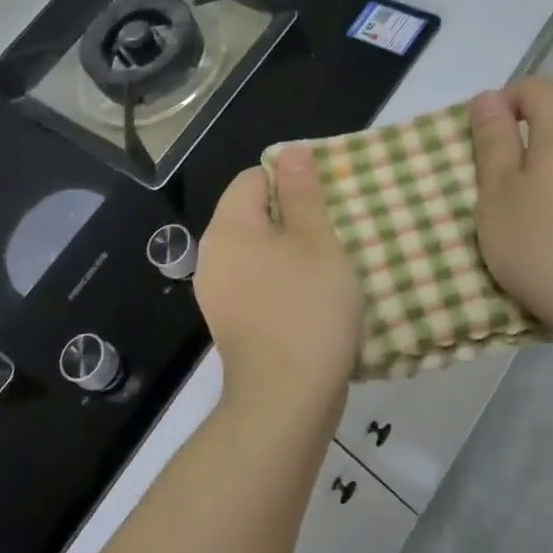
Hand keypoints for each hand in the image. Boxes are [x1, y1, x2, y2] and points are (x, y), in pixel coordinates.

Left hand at [194, 145, 362, 424]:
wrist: (286, 399)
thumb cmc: (307, 309)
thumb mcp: (316, 242)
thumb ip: (302, 194)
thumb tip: (291, 152)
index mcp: (229, 228)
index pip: (253, 178)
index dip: (291, 180)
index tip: (328, 201)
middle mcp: (214, 257)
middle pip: (254, 216)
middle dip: (295, 218)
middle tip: (338, 231)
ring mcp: (220, 295)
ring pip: (260, 254)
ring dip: (294, 254)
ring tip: (334, 264)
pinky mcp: (234, 326)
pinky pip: (260, 287)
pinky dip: (285, 285)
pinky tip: (315, 299)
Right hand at [469, 77, 552, 352]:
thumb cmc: (543, 246)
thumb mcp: (498, 194)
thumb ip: (492, 142)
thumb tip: (489, 98)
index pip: (537, 87)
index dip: (504, 102)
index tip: (483, 144)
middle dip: (516, 145)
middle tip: (489, 188)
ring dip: (536, 177)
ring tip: (515, 220)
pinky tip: (547, 239)